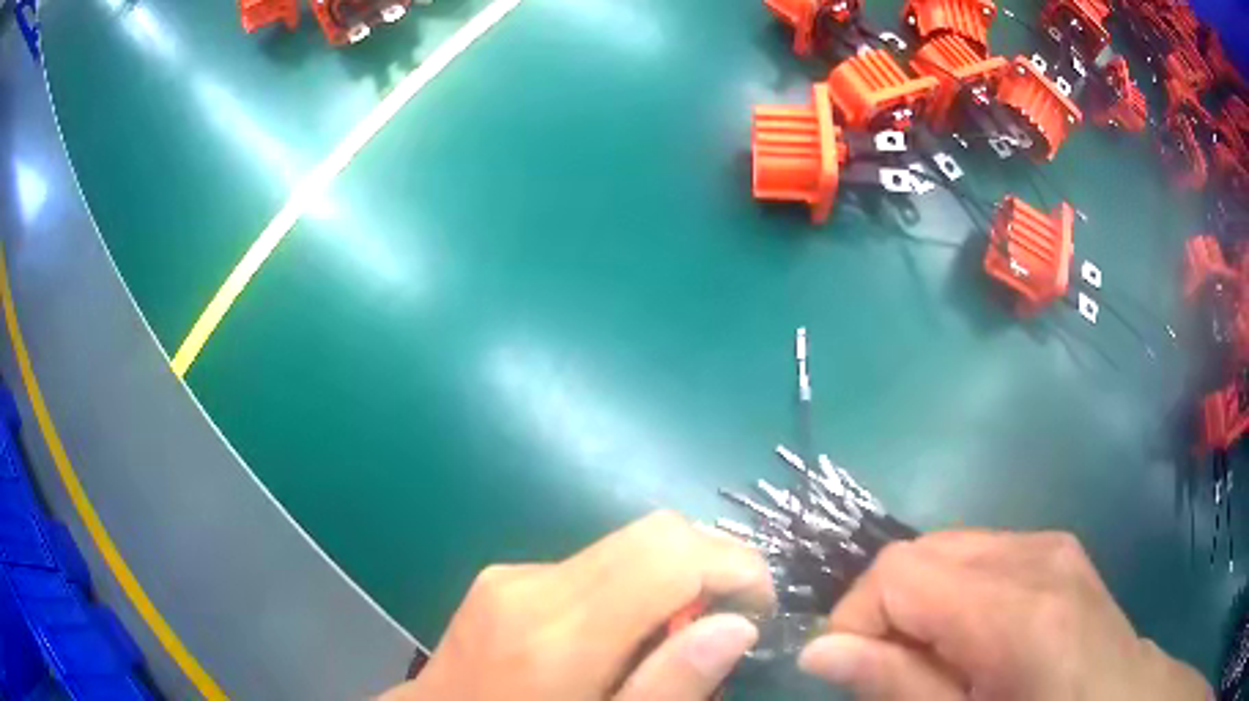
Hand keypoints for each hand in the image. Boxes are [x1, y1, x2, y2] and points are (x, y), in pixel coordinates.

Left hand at [381, 511, 774, 700]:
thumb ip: (671, 685)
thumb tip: (738, 624)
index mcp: (557, 639)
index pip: (669, 554)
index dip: (735, 566)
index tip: (759, 610)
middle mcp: (532, 588)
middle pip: (654, 533)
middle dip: (711, 565)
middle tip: (725, 624)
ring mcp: (510, 576)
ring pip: (625, 545)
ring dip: (670, 578)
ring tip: (672, 638)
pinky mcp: (501, 577)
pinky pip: (589, 565)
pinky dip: (627, 588)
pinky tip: (618, 636)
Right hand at [798, 531, 1211, 700]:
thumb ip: (895, 686)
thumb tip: (820, 651)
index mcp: (1016, 608)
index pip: (898, 571)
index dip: (858, 618)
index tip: (855, 670)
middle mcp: (1035, 555)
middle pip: (921, 550)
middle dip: (886, 608)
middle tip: (896, 669)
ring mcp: (1051, 543)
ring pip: (948, 548)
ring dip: (922, 600)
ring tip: (939, 655)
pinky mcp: (1059, 546)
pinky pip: (982, 552)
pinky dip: (957, 589)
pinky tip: (977, 633)